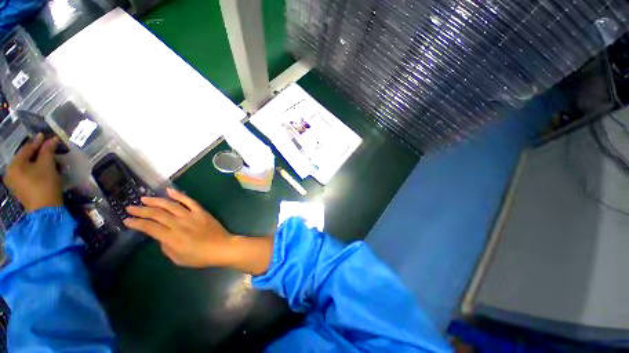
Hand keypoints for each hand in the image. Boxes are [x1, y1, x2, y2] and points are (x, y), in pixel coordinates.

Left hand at [4, 134, 62, 211]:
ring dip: (36, 162)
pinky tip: (41, 170)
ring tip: (46, 159)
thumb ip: (48, 150)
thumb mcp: (47, 165)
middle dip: (37, 153)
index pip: (27, 148)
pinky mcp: (20, 189)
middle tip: (47, 148)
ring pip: (26, 167)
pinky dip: (34, 170)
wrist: (45, 209)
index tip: (47, 136)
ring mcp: (14, 182)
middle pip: (25, 158)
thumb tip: (52, 139)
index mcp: (14, 164)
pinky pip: (26, 175)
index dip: (39, 142)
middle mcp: (10, 172)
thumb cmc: (45, 184)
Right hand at [124, 188, 273, 273]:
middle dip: (141, 210)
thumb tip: (160, 236)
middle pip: (157, 214)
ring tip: (144, 199)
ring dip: (156, 201)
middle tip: (130, 207)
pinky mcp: (201, 211)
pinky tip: (169, 191)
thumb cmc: (200, 257)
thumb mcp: (178, 258)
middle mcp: (179, 224)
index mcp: (172, 237)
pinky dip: (179, 195)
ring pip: (171, 205)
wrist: (221, 247)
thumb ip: (166, 247)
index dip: (136, 223)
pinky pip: (189, 201)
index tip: (127, 220)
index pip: (149, 227)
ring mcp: (191, 216)